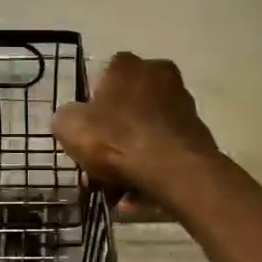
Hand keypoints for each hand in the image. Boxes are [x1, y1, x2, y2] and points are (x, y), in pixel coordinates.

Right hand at [52, 53, 220, 202]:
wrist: (175, 170)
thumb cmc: (117, 139)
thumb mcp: (70, 127)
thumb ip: (65, 118)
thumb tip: (70, 120)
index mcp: (127, 65)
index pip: (102, 79)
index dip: (89, 109)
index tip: (84, 135)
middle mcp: (159, 75)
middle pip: (125, 109)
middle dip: (110, 139)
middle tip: (96, 169)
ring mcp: (182, 104)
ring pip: (144, 133)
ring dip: (129, 160)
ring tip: (116, 192)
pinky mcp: (197, 133)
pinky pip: (162, 152)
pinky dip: (149, 170)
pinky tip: (136, 196)